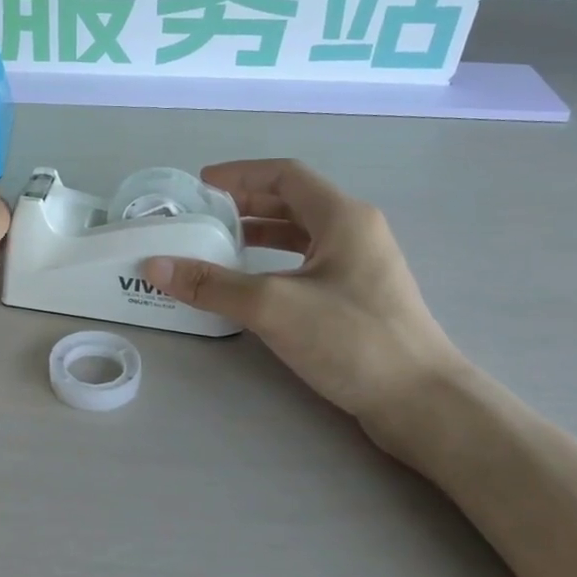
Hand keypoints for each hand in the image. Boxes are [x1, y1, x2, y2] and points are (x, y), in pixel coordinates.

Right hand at [142, 160, 464, 434]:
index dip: (240, 174)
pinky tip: (251, 285)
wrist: (422, 402)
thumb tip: (154, 265)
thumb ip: (212, 284)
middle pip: (293, 201)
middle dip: (246, 204)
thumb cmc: (352, 339)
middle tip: (203, 215)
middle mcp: (355, 232)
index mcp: (343, 217)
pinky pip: (307, 264)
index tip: (201, 185)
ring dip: (260, 234)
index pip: (285, 175)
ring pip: (301, 235)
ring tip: (219, 245)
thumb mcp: (273, 307)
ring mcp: (361, 266)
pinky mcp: (359, 298)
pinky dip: (274, 264)